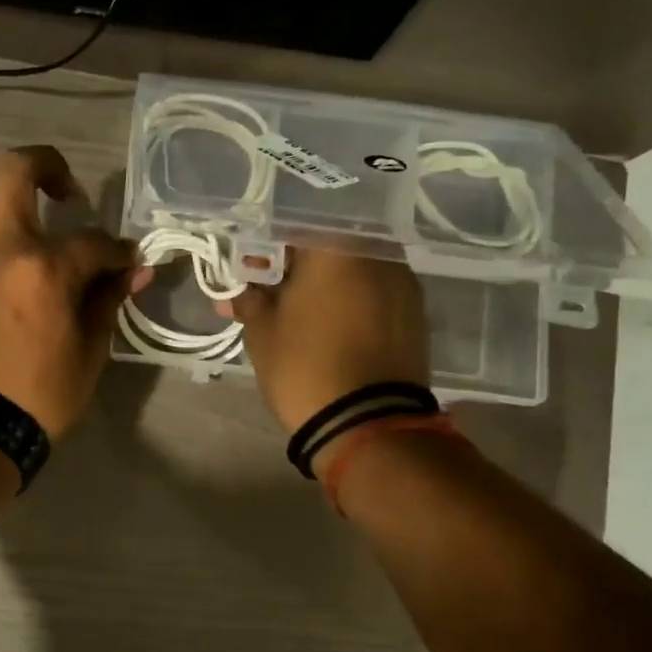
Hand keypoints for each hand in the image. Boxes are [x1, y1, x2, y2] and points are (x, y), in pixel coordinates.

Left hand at [0, 146, 142, 438]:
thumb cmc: (37, 396)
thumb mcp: (89, 352)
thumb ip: (108, 299)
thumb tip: (134, 270)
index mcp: (44, 269)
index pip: (93, 242)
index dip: (117, 251)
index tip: (125, 261)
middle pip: (15, 168)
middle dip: (49, 166)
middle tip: (63, 190)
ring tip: (6, 206)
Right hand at [228, 248, 430, 433]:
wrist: (368, 425)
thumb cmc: (304, 367)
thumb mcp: (262, 332)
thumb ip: (248, 299)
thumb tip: (235, 291)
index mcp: (334, 245)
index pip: (290, 226)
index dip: (264, 245)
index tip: (249, 267)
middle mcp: (377, 251)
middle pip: (327, 242)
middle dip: (297, 262)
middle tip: (271, 288)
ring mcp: (403, 281)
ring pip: (354, 267)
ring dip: (326, 281)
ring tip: (300, 309)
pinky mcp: (415, 312)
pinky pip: (375, 291)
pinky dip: (351, 299)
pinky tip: (331, 323)